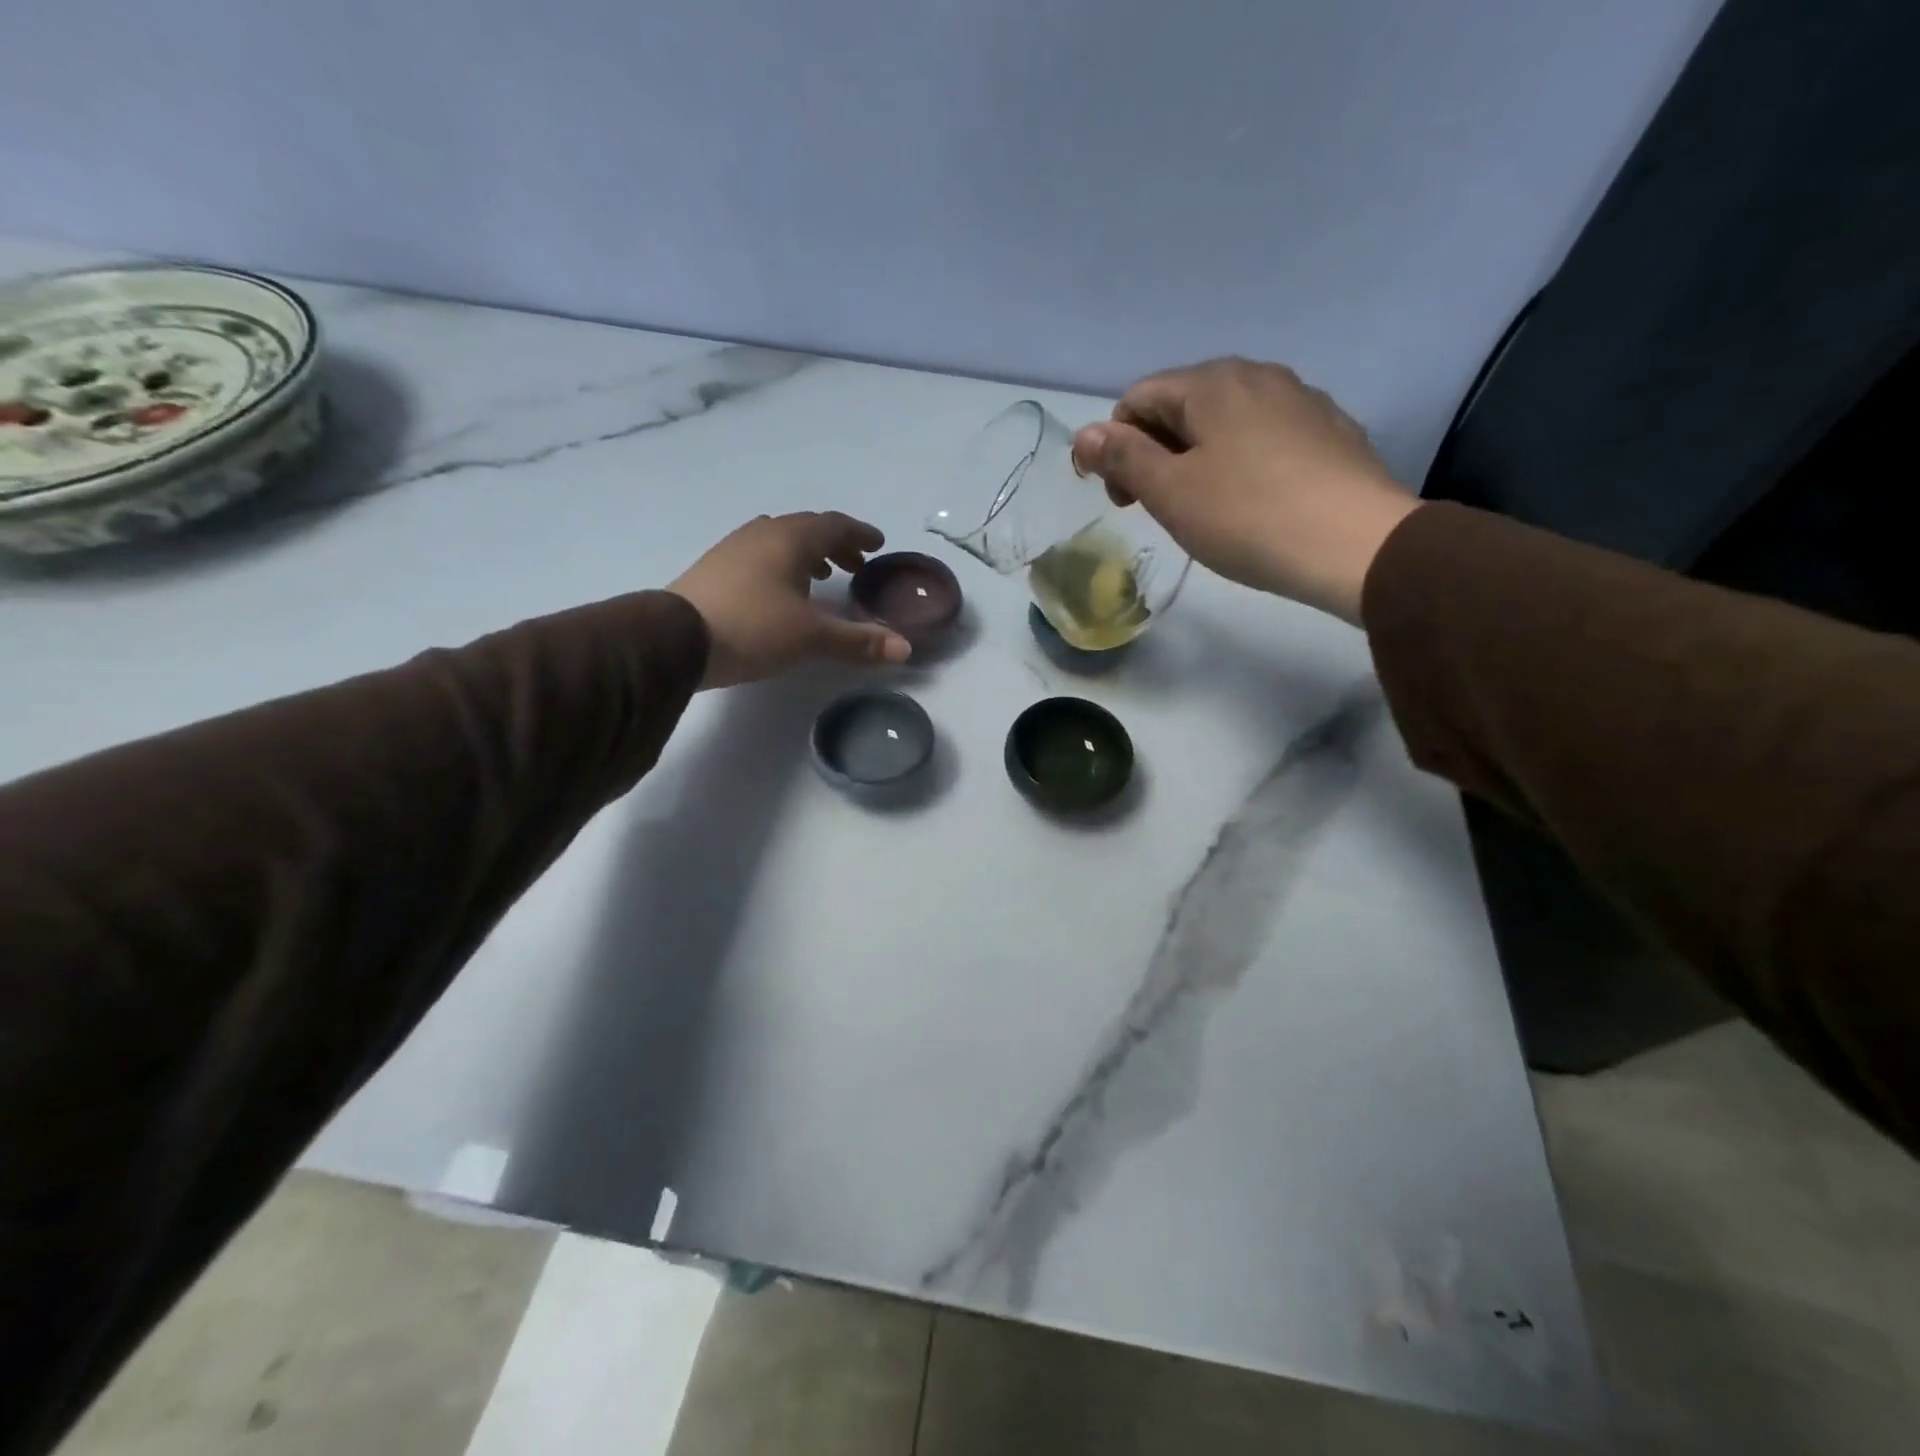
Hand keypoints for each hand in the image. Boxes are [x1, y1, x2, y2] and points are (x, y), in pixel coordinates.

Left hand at [669, 512, 911, 688]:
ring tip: (821, 577)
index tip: (877, 544)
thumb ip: (858, 641)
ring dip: (806, 554)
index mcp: (790, 539)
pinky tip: (779, 592)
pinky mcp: (714, 568)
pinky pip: (759, 555)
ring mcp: (733, 548)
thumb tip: (905, 649)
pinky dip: (781, 565)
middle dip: (835, 545)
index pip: (834, 525)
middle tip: (855, 564)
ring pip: (779, 540)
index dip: (859, 534)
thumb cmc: (753, 628)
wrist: (674, 640)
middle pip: (807, 529)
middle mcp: (762, 533)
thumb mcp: (811, 637)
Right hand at [1071, 358, 1418, 623]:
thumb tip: (1084, 434)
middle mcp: (1257, 375)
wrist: (1357, 545)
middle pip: (1182, 406)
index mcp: (1211, 383)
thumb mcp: (1171, 492)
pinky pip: (1265, 437)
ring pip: (1225, 422)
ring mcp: (1301, 399)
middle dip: (1155, 452)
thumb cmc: (1248, 517)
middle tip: (1158, 508)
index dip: (1115, 447)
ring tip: (1205, 510)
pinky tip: (1253, 504)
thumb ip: (1122, 457)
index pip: (1137, 399)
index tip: (1124, 501)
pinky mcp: (1330, 431)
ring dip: (1197, 459)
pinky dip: (1241, 463)